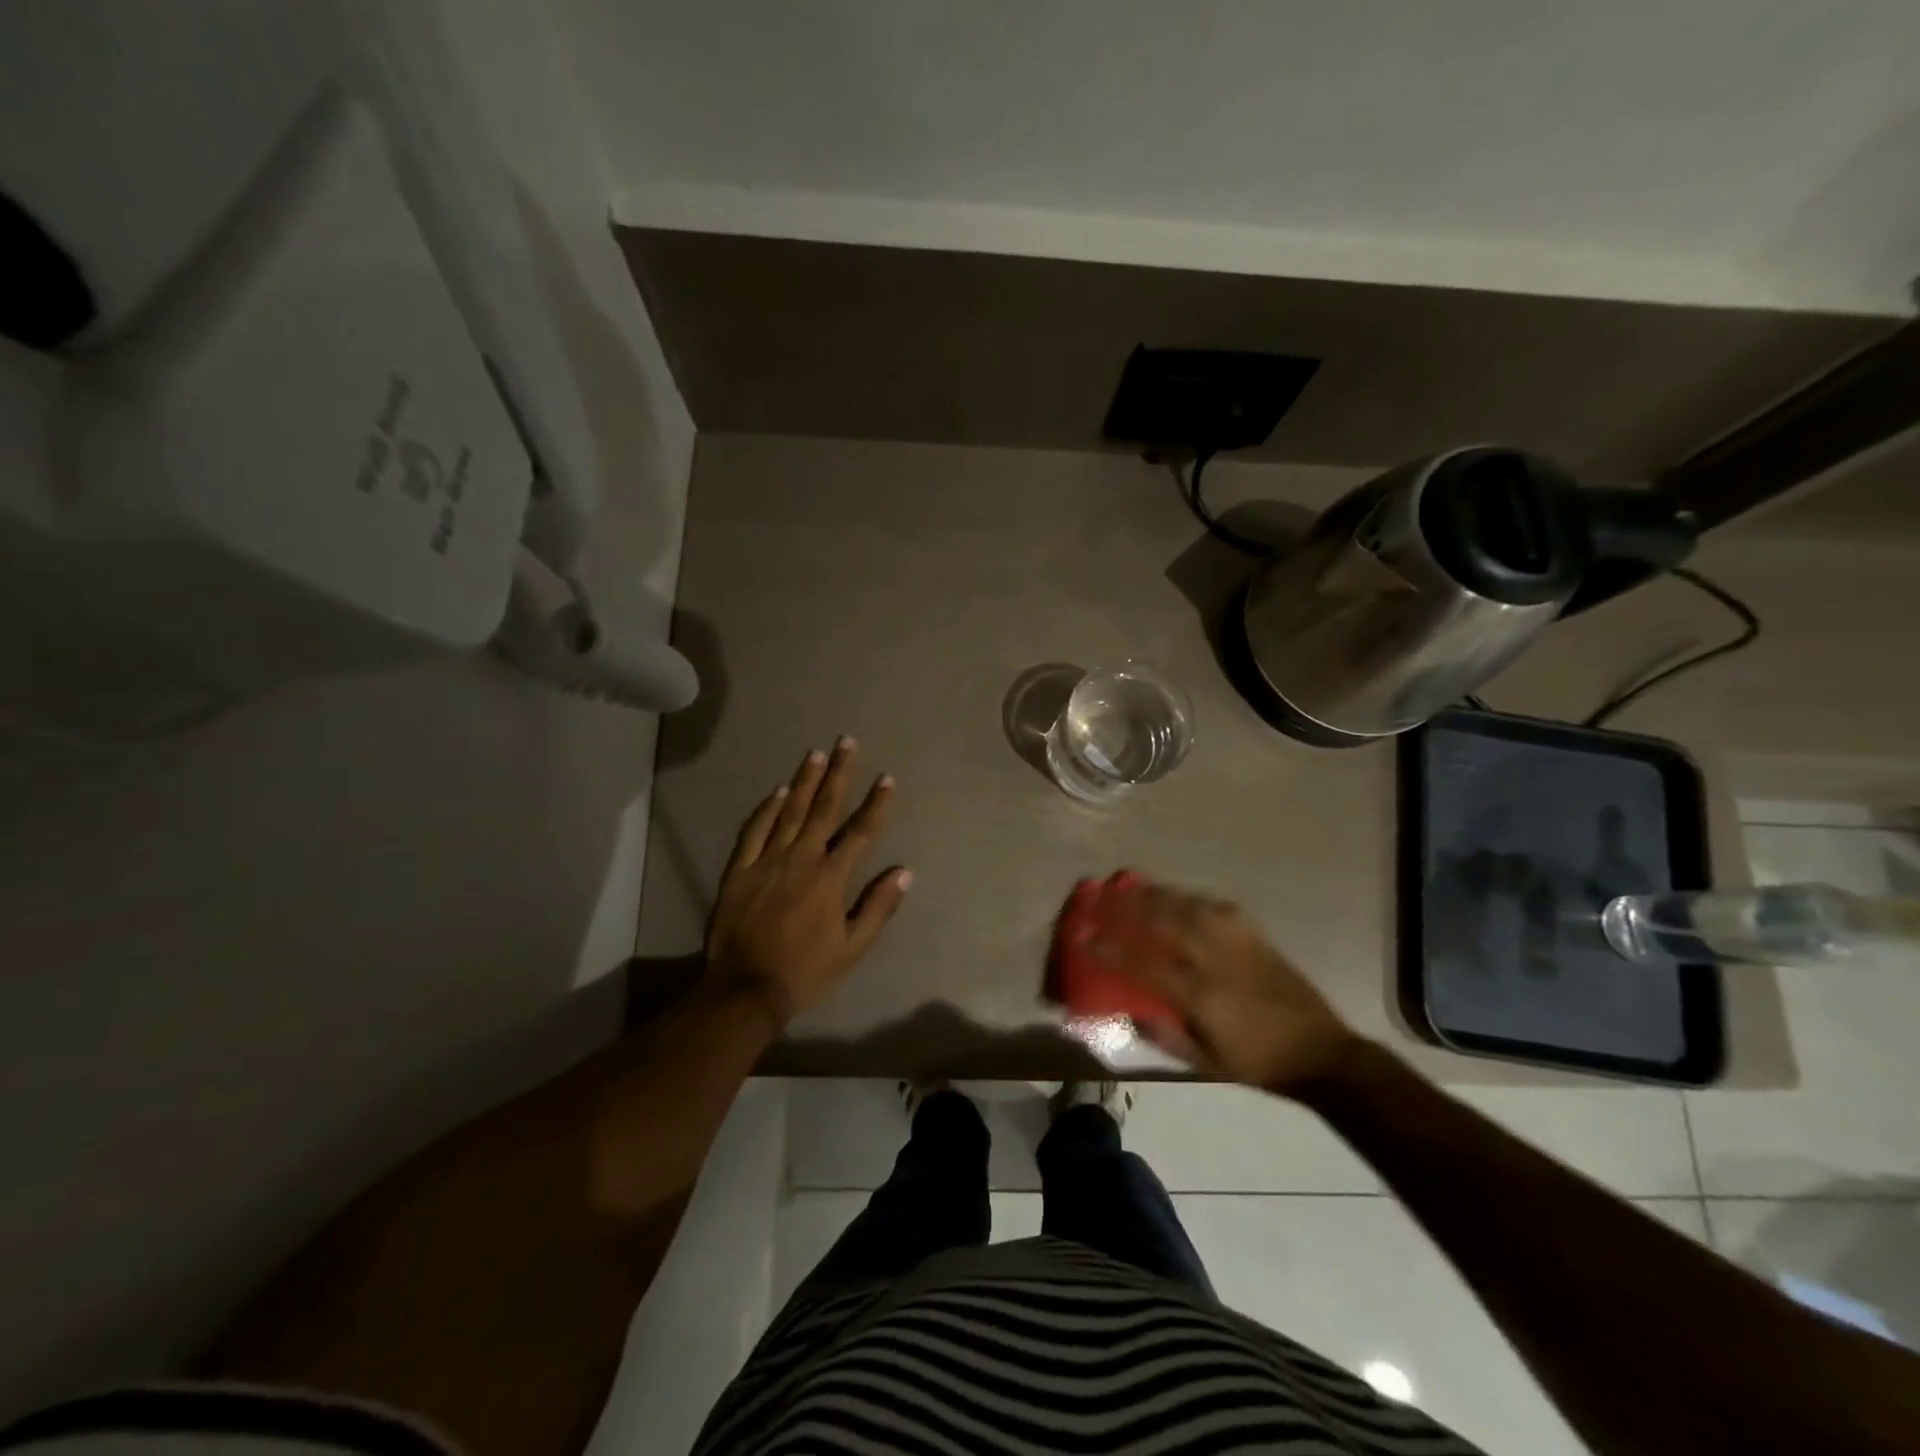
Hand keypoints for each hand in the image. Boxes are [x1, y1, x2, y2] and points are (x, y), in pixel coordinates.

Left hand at [705, 737, 910, 1025]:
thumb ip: (878, 907)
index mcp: (830, 877)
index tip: (887, 778)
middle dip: (839, 773)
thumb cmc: (805, 971)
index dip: (876, 804)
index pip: (861, 832)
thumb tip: (904, 872)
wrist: (745, 989)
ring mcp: (767, 861)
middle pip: (824, 808)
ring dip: (805, 781)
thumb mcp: (852, 948)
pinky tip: (777, 791)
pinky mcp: (740, 870)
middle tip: (847, 742)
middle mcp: (801, 859)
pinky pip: (754, 831)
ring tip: (816, 753)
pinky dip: (766, 809)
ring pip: (789, 811)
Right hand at [1090, 879, 1358, 1093]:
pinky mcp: (1254, 933)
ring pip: (1187, 905)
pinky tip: (1178, 897)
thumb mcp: (1205, 1062)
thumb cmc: (1257, 1062)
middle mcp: (1214, 959)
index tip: (1083, 933)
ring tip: (1131, 886)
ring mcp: (1236, 941)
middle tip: (1102, 894)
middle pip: (1163, 920)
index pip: (1143, 963)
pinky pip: (1214, 906)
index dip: (1110, 947)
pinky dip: (1190, 898)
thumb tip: (1129, 1011)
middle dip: (1127, 905)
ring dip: (1155, 894)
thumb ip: (1164, 1035)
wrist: (1320, 1051)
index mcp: (1200, 995)